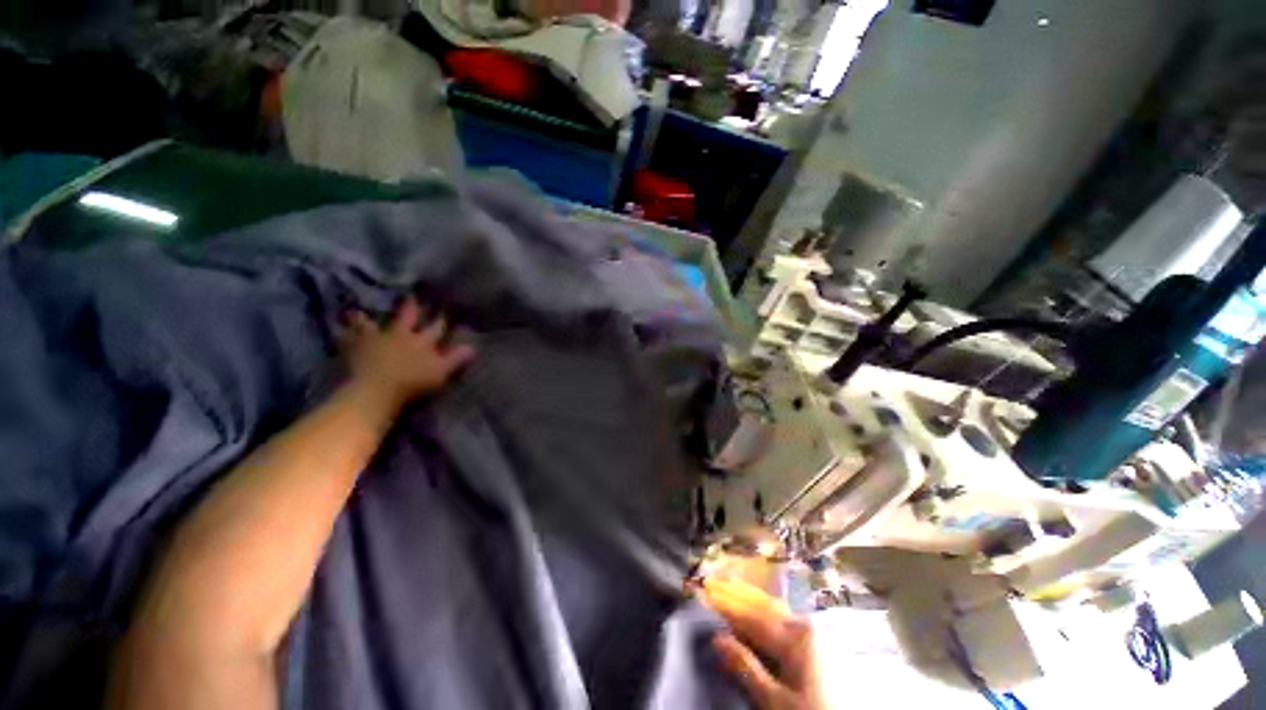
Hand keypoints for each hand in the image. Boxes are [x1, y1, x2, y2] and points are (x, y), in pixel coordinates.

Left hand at [343, 296, 475, 410]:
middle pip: (407, 317)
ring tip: (362, 311)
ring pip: (372, 324)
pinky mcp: (354, 349)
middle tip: (411, 294)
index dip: (442, 318)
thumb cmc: (412, 382)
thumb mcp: (441, 372)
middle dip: (411, 307)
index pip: (436, 327)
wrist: (374, 391)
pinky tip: (340, 330)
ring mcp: (375, 340)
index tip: (447, 306)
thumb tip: (474, 347)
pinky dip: (345, 333)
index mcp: (422, 341)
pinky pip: (347, 338)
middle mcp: (400, 335)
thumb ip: (457, 359)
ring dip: (369, 318)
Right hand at [701, 578, 826, 709]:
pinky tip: (757, 615)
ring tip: (730, 591)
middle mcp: (806, 626)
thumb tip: (717, 639)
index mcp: (796, 636)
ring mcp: (816, 635)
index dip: (726, 606)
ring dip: (751, 603)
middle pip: (764, 607)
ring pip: (775, 612)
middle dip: (738, 597)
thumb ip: (746, 668)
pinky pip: (786, 622)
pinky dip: (766, 615)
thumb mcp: (775, 702)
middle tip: (714, 584)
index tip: (704, 593)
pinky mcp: (820, 647)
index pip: (751, 617)